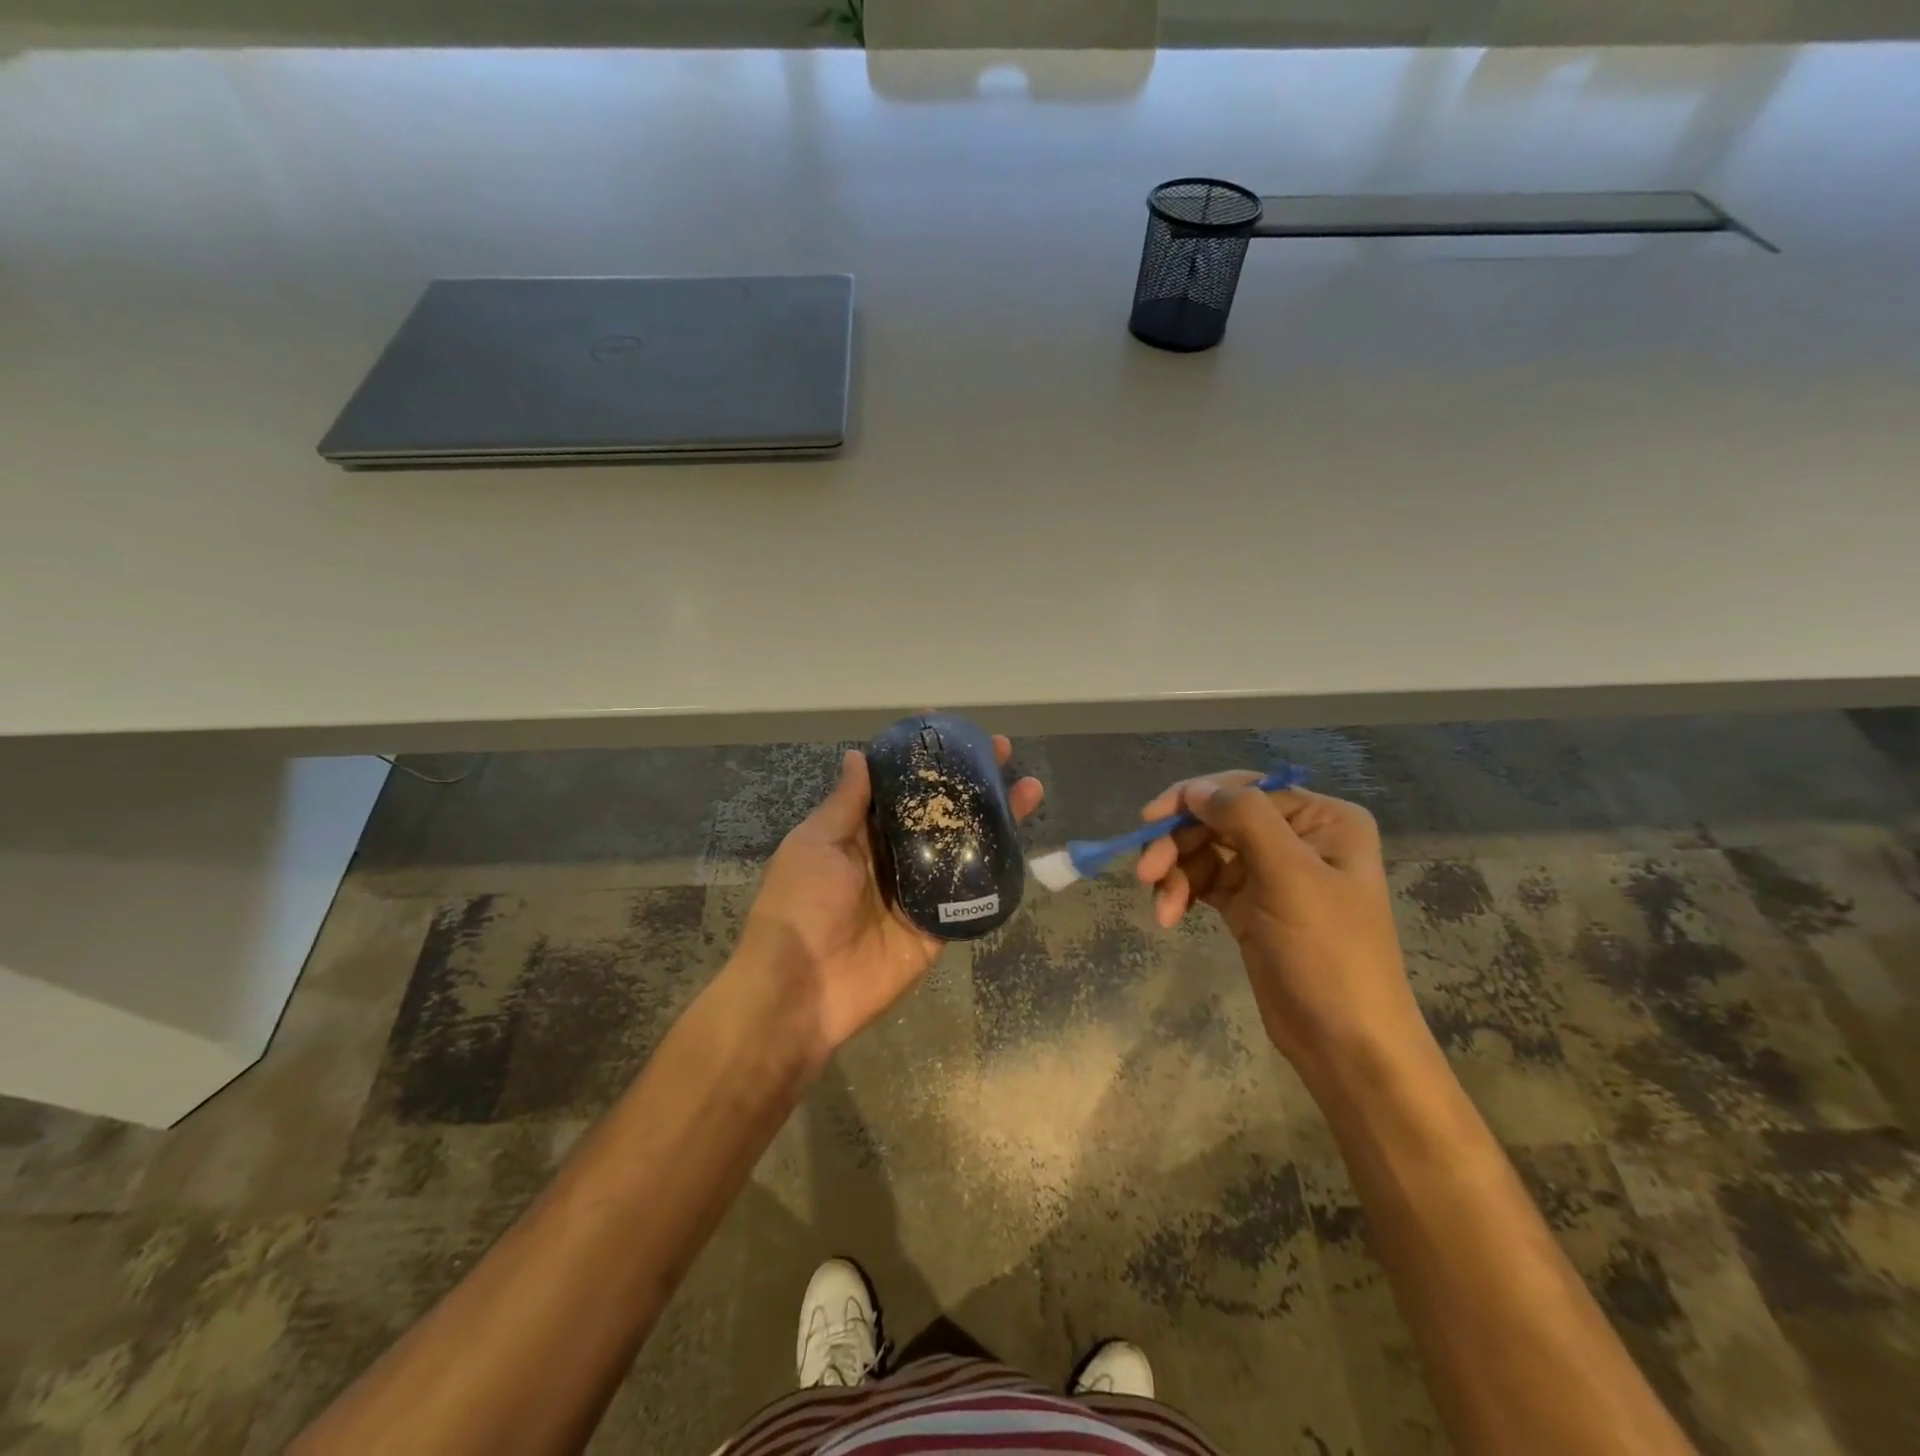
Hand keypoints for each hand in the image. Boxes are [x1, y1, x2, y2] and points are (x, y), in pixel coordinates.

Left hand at [739, 738, 1042, 1067]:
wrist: (802, 989)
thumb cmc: (801, 905)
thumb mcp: (815, 843)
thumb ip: (845, 803)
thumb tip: (858, 755)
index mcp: (861, 833)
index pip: (898, 786)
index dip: (920, 757)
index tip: (946, 725)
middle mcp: (895, 856)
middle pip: (939, 811)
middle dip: (969, 780)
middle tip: (1000, 751)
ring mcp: (920, 890)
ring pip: (964, 846)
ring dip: (995, 817)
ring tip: (1029, 788)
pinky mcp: (938, 924)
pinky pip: (972, 894)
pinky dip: (998, 870)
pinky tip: (1023, 842)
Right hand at [1134, 773, 1425, 1075]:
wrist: (1344, 1044)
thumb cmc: (1329, 955)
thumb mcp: (1291, 878)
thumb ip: (1245, 819)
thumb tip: (1196, 787)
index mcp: (1322, 819)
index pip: (1245, 790)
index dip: (1193, 798)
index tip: (1150, 820)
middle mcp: (1297, 837)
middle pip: (1218, 819)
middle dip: (1179, 843)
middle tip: (1145, 873)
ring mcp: (1271, 872)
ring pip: (1204, 850)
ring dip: (1176, 873)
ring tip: (1162, 909)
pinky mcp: (1248, 904)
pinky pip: (1203, 880)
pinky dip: (1183, 891)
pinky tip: (1170, 915)